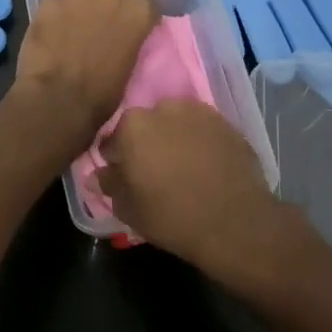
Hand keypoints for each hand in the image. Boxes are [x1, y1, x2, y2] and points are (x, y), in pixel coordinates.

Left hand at [11, 0, 157, 151]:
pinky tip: (51, 34)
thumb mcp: (130, 67)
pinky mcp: (49, 2)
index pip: (146, 3)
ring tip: (74, 30)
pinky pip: (56, 4)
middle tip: (105, 24)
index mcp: (137, 11)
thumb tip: (124, 38)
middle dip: (113, 3)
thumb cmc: (102, 94)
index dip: (139, 17)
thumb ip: (130, 41)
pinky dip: (57, 16)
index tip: (134, 28)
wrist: (58, 100)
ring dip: (83, 8)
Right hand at [99, 99, 293, 292]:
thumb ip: (110, 185)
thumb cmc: (171, 216)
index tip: (124, 177)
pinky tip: (206, 167)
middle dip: (146, 144)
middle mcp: (164, 109)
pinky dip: (200, 143)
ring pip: (176, 123)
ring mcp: (199, 112)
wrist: (235, 222)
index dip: (116, 160)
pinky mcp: (227, 123)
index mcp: (133, 126)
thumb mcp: (129, 208)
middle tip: (154, 173)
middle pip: (146, 126)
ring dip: (174, 139)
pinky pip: (203, 130)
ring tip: (182, 168)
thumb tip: (96, 175)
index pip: (113, 140)